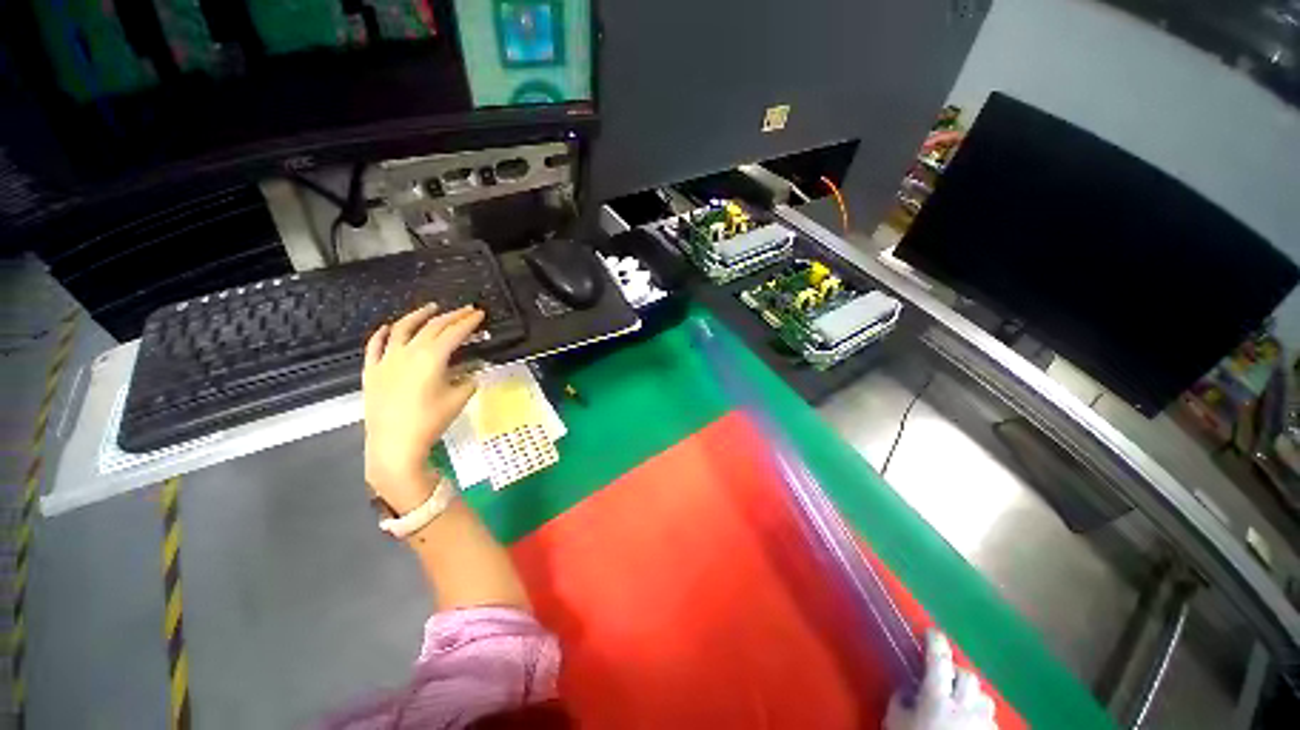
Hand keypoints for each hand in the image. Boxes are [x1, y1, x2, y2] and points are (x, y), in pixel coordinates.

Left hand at [363, 304, 483, 513]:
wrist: (394, 444)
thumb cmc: (431, 421)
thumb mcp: (458, 399)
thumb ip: (468, 380)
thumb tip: (472, 372)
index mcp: (432, 358)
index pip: (454, 333)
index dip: (468, 322)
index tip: (479, 313)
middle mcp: (408, 352)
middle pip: (432, 326)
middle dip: (452, 316)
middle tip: (466, 309)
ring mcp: (387, 360)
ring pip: (402, 329)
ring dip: (418, 315)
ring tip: (431, 308)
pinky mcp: (372, 371)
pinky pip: (375, 346)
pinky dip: (383, 334)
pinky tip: (389, 327)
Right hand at [884, 631, 996, 729]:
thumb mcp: (896, 723)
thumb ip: (901, 701)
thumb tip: (907, 689)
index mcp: (937, 697)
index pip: (939, 660)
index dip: (935, 642)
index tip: (930, 632)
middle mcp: (964, 706)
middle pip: (968, 676)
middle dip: (957, 673)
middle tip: (944, 677)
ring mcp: (982, 724)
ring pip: (985, 698)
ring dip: (973, 695)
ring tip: (962, 703)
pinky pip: (991, 720)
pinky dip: (981, 717)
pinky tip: (970, 725)